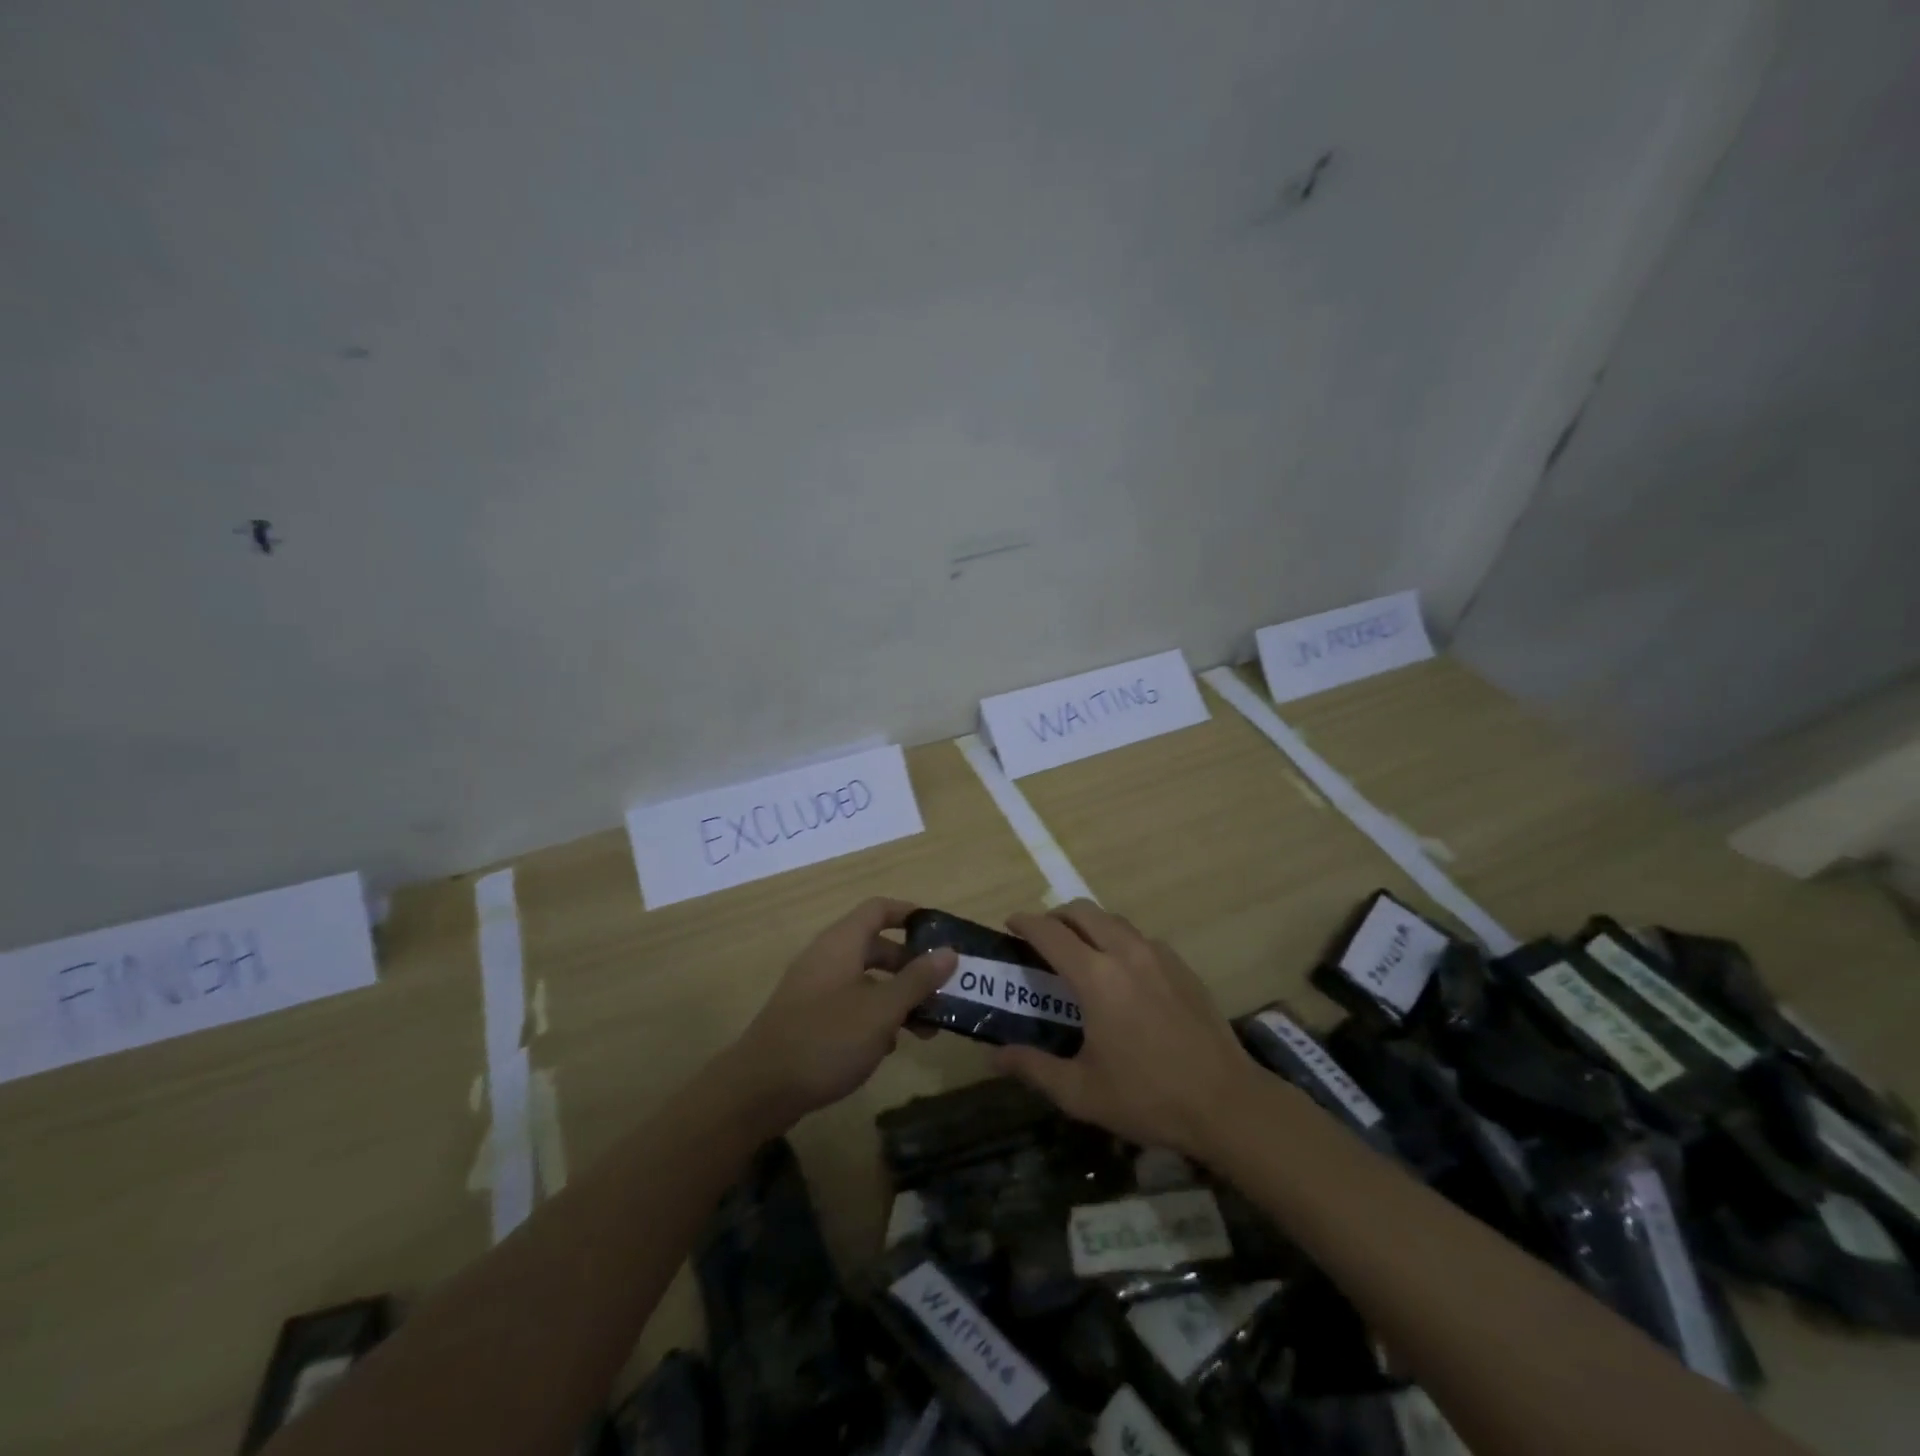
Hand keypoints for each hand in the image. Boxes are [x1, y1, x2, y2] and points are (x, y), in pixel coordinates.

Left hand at [729, 897, 955, 1128]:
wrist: (759, 1089)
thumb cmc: (826, 1039)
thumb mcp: (881, 1010)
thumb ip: (917, 980)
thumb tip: (950, 951)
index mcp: (842, 943)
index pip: (879, 909)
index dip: (909, 914)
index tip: (940, 931)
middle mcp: (826, 957)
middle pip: (875, 946)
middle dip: (911, 966)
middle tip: (940, 989)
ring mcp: (814, 988)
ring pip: (865, 979)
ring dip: (896, 996)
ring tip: (924, 1028)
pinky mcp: (807, 1017)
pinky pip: (849, 1003)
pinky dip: (873, 1015)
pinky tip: (887, 1046)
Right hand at [997, 900, 1259, 1159]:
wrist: (1227, 1103)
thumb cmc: (1147, 1098)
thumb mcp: (1080, 1092)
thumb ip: (1033, 1068)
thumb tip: (994, 1056)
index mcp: (1096, 978)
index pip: (1050, 933)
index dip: (1025, 923)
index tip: (1010, 925)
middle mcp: (1125, 953)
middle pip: (1083, 911)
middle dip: (1056, 916)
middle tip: (1042, 939)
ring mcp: (1158, 956)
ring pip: (1113, 920)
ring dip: (1089, 925)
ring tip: (1079, 952)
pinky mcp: (1182, 966)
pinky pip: (1140, 938)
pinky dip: (1119, 940)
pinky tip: (1121, 973)